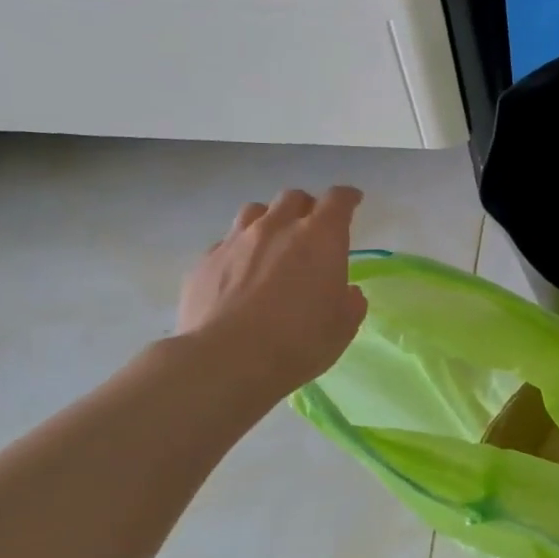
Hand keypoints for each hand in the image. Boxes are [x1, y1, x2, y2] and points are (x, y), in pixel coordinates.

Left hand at [176, 186, 367, 398]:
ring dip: (269, 220)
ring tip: (273, 242)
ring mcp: (235, 241)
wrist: (227, 359)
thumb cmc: (299, 341)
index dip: (347, 198)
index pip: (338, 201)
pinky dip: (239, 250)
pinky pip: (226, 243)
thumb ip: (350, 301)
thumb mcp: (343, 326)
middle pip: (293, 198)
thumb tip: (346, 292)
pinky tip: (240, 273)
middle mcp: (277, 228)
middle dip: (306, 207)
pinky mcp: (205, 262)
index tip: (353, 201)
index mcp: (320, 238)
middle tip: (312, 227)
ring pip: (255, 212)